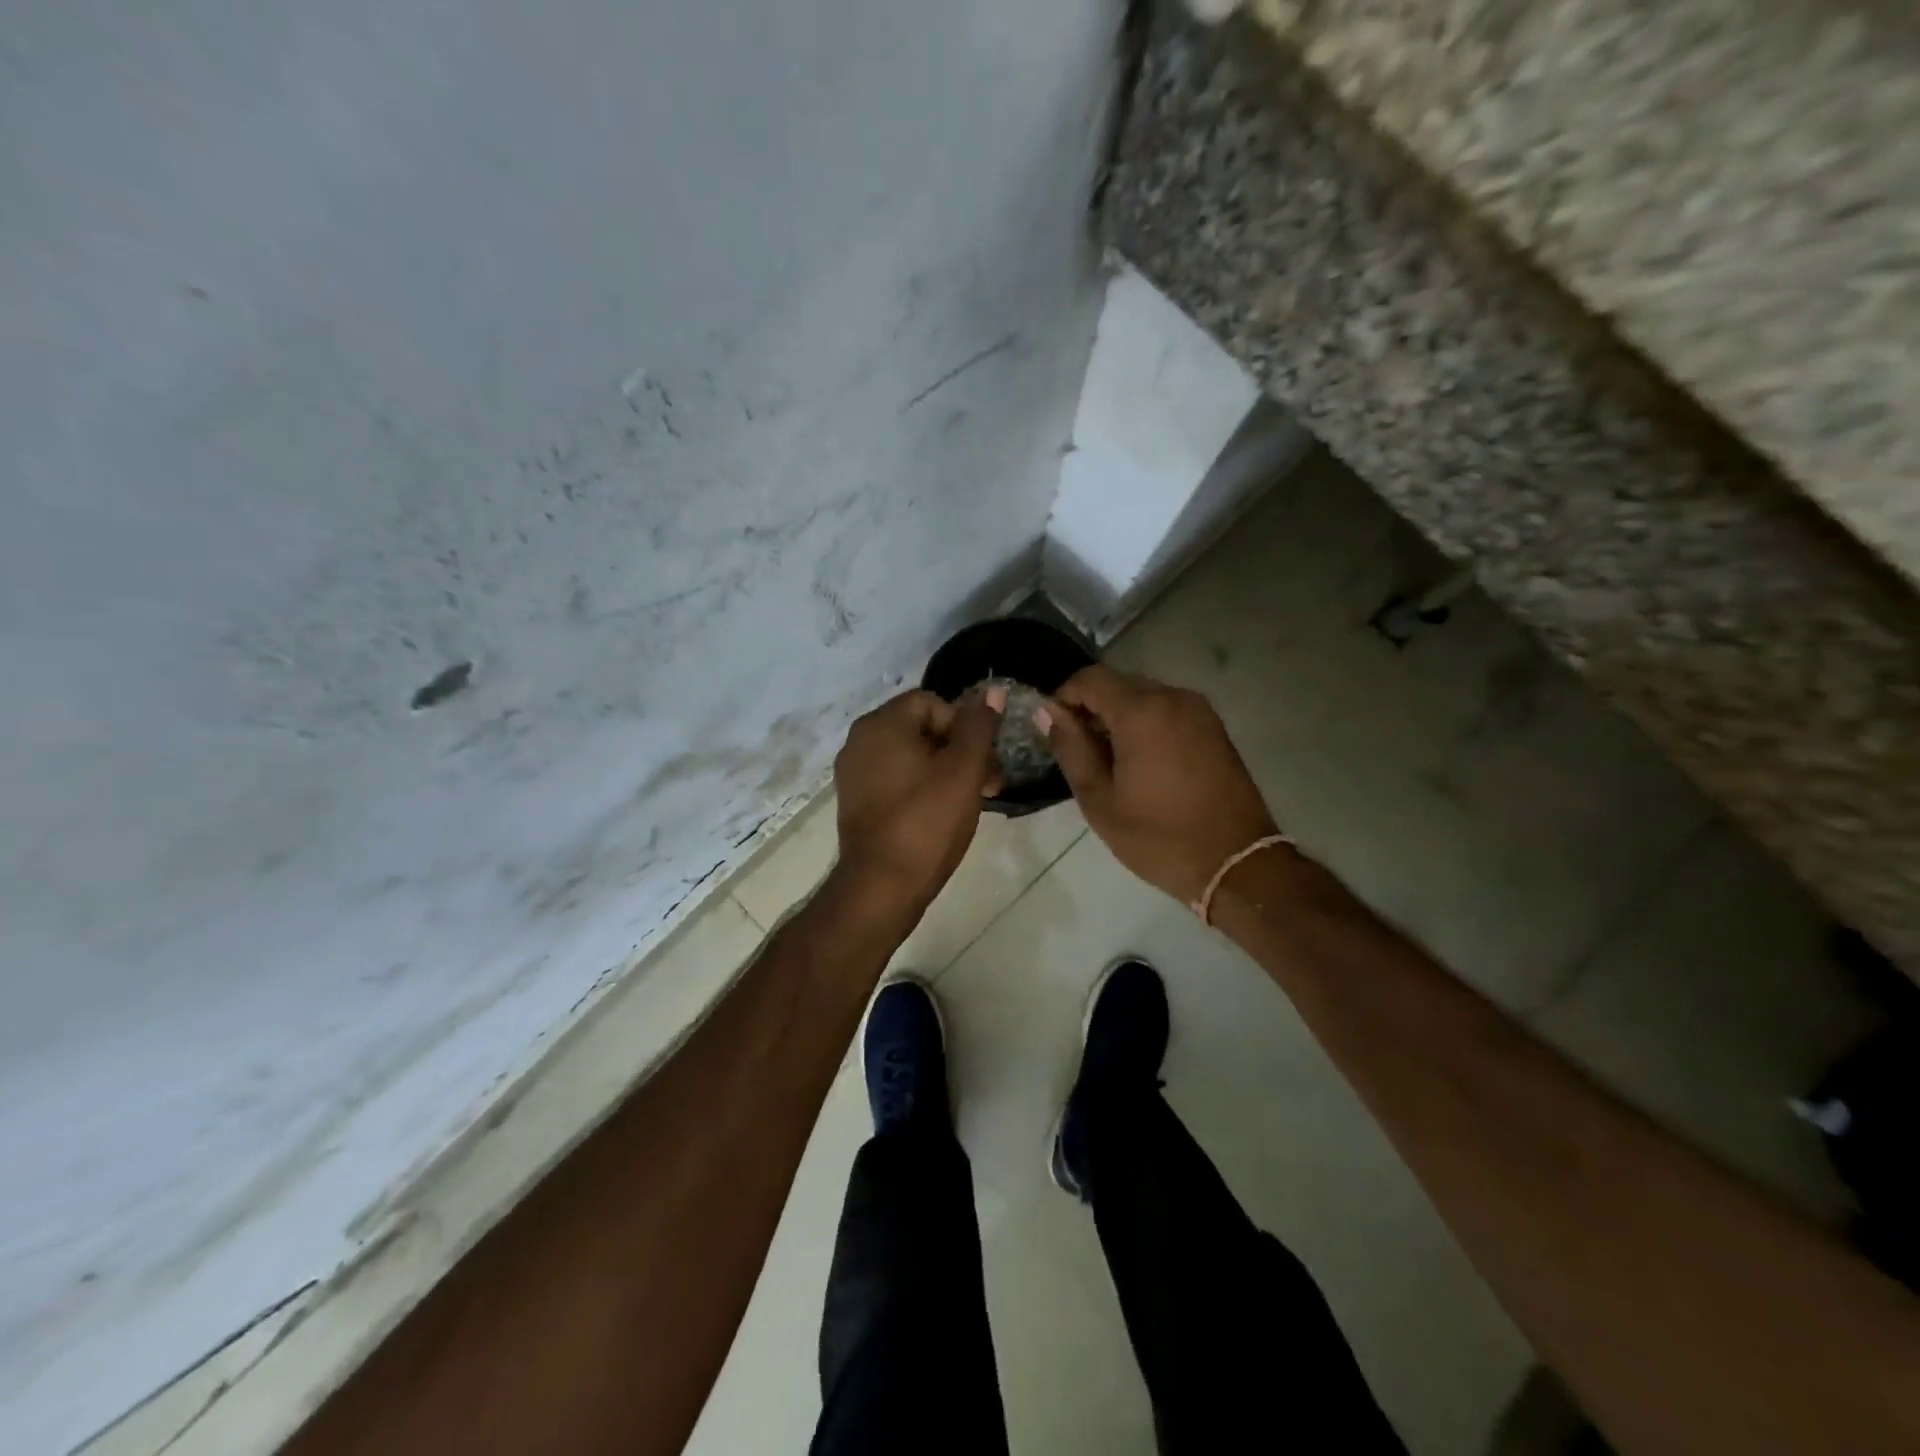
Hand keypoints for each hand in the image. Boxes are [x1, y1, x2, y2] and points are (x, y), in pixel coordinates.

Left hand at [832, 685, 1004, 916]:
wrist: (881, 887)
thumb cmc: (926, 823)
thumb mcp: (963, 771)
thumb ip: (979, 727)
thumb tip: (992, 691)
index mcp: (881, 724)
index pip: (932, 702)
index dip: (964, 725)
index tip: (982, 760)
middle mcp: (860, 739)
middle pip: (921, 727)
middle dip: (959, 750)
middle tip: (989, 782)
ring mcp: (854, 772)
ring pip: (910, 755)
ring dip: (945, 770)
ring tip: (972, 800)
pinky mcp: (856, 800)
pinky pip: (895, 778)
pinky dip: (921, 786)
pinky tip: (942, 813)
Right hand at [1036, 665, 1278, 903]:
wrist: (1236, 863)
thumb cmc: (1158, 836)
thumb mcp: (1100, 800)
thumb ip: (1070, 748)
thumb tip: (1048, 712)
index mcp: (1141, 712)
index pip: (1090, 679)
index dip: (1064, 697)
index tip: (1055, 730)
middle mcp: (1173, 698)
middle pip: (1118, 683)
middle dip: (1092, 707)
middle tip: (1080, 751)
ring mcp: (1199, 711)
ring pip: (1144, 695)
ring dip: (1119, 716)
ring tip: (1110, 760)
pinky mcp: (1214, 727)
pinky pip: (1168, 710)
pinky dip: (1146, 723)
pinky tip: (1142, 761)